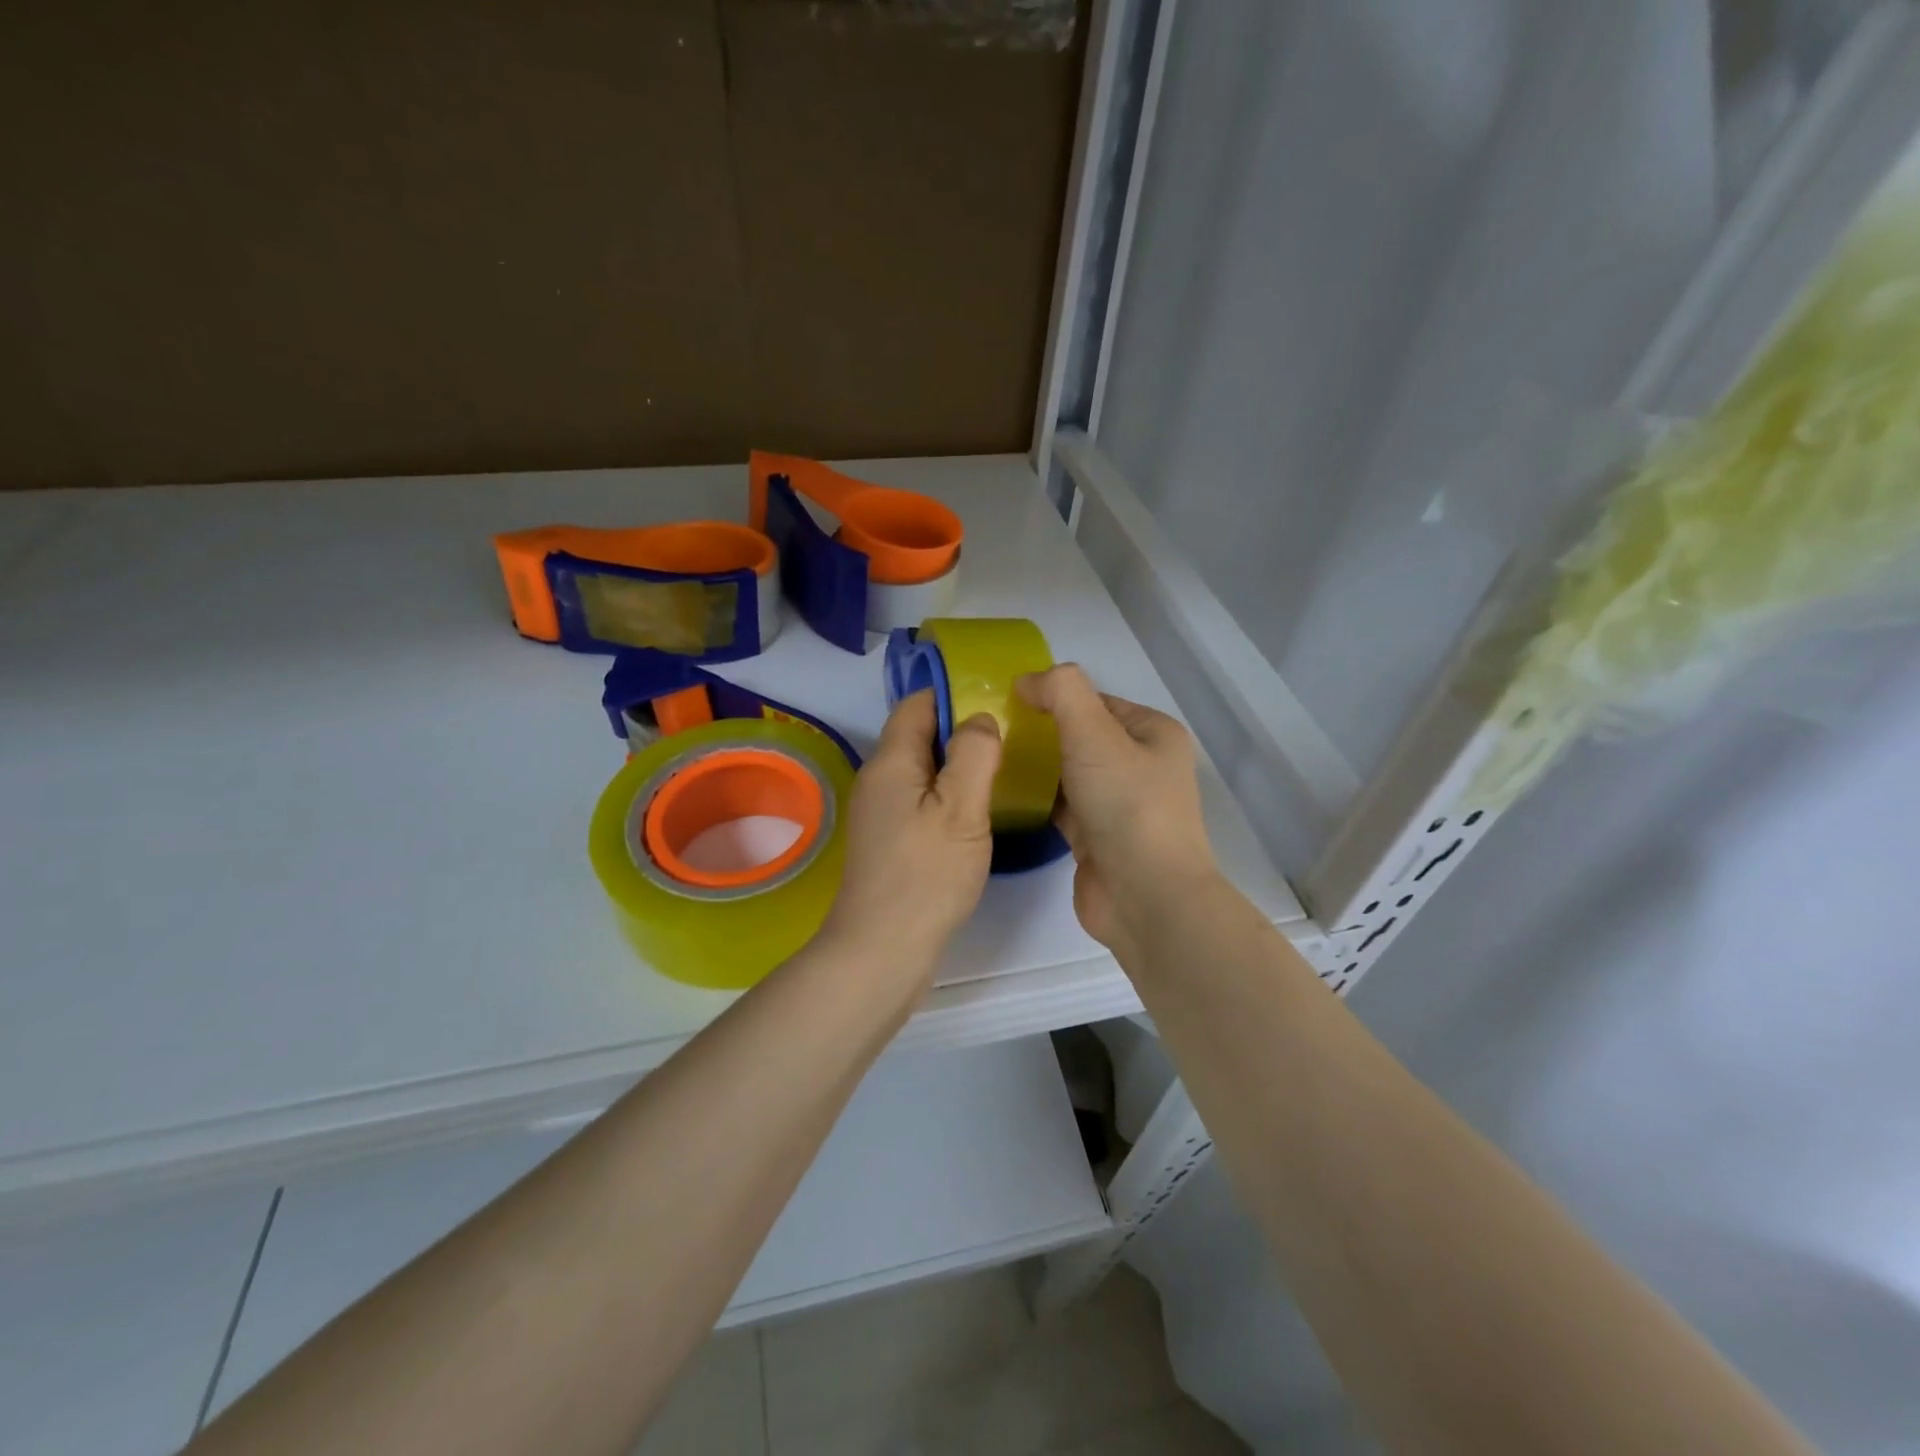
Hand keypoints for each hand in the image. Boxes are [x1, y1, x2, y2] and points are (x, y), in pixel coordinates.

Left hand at [817, 691, 1001, 980]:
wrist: (883, 950)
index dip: (953, 694)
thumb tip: (980, 718)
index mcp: (891, 761)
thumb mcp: (961, 808)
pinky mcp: (889, 841)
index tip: (996, 699)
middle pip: (919, 735)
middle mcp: (878, 780)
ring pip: (922, 770)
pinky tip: (975, 812)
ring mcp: (880, 813)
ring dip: (956, 765)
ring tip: (1001, 769)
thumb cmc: (926, 875)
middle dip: (960, 729)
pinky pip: (920, 800)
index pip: (917, 704)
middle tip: (1010, 736)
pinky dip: (947, 795)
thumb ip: (974, 754)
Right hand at [1018, 665, 1218, 958]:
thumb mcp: (1094, 732)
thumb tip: (1027, 681)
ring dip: (1035, 765)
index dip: (1054, 696)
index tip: (1007, 702)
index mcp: (1152, 733)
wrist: (1144, 896)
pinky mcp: (1095, 837)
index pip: (1095, 700)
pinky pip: (1060, 805)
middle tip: (992, 730)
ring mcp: (1118, 804)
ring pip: (1068, 771)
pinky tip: (1001, 791)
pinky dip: (1035, 797)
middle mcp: (1140, 765)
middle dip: (1039, 731)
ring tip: (988, 756)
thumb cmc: (1126, 804)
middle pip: (1079, 735)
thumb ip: (1061, 692)